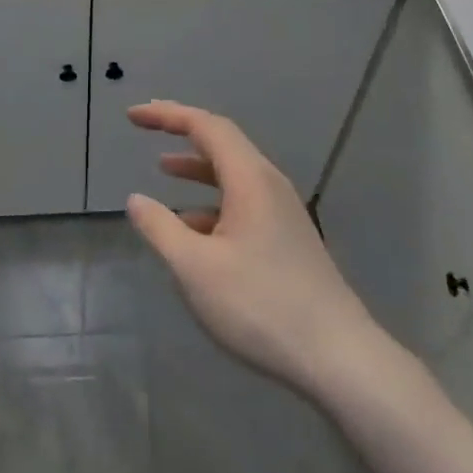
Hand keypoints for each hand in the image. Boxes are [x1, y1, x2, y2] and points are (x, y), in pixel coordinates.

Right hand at [125, 101, 376, 396]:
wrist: (339, 357)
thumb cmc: (261, 306)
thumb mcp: (195, 268)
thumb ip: (161, 229)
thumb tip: (136, 199)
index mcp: (250, 178)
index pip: (205, 125)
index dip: (167, 115)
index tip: (134, 115)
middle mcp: (269, 184)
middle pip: (222, 142)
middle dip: (182, 131)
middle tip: (146, 127)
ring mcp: (282, 211)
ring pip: (233, 174)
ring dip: (197, 167)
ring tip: (163, 169)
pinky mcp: (288, 238)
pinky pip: (243, 201)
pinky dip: (212, 200)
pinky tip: (193, 228)